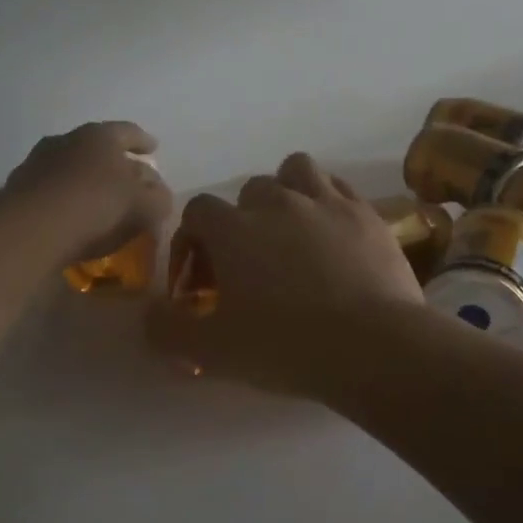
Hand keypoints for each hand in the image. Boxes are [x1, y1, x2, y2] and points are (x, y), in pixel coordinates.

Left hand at [6, 121, 171, 264]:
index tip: (153, 148)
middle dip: (114, 162)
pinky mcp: (18, 190)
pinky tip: (72, 218)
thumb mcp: (144, 206)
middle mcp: (66, 141)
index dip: (143, 141)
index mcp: (99, 136)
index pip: (128, 131)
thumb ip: (158, 199)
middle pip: (97, 148)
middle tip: (128, 178)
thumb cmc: (97, 205)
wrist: (32, 228)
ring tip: (99, 200)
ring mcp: (37, 163)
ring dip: (86, 180)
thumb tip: (160, 196)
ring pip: (71, 168)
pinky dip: (65, 199)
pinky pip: (52, 190)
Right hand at [147, 153, 423, 397]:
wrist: (373, 347)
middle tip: (251, 263)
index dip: (194, 241)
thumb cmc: (285, 347)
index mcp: (234, 227)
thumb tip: (149, 315)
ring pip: (296, 171)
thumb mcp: (212, 351)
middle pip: (249, 190)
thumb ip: (167, 330)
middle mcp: (277, 201)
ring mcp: (326, 201)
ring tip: (292, 231)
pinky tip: (332, 233)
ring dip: (287, 193)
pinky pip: (339, 188)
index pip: (198, 210)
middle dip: (242, 220)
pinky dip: (328, 202)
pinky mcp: (366, 213)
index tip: (204, 280)